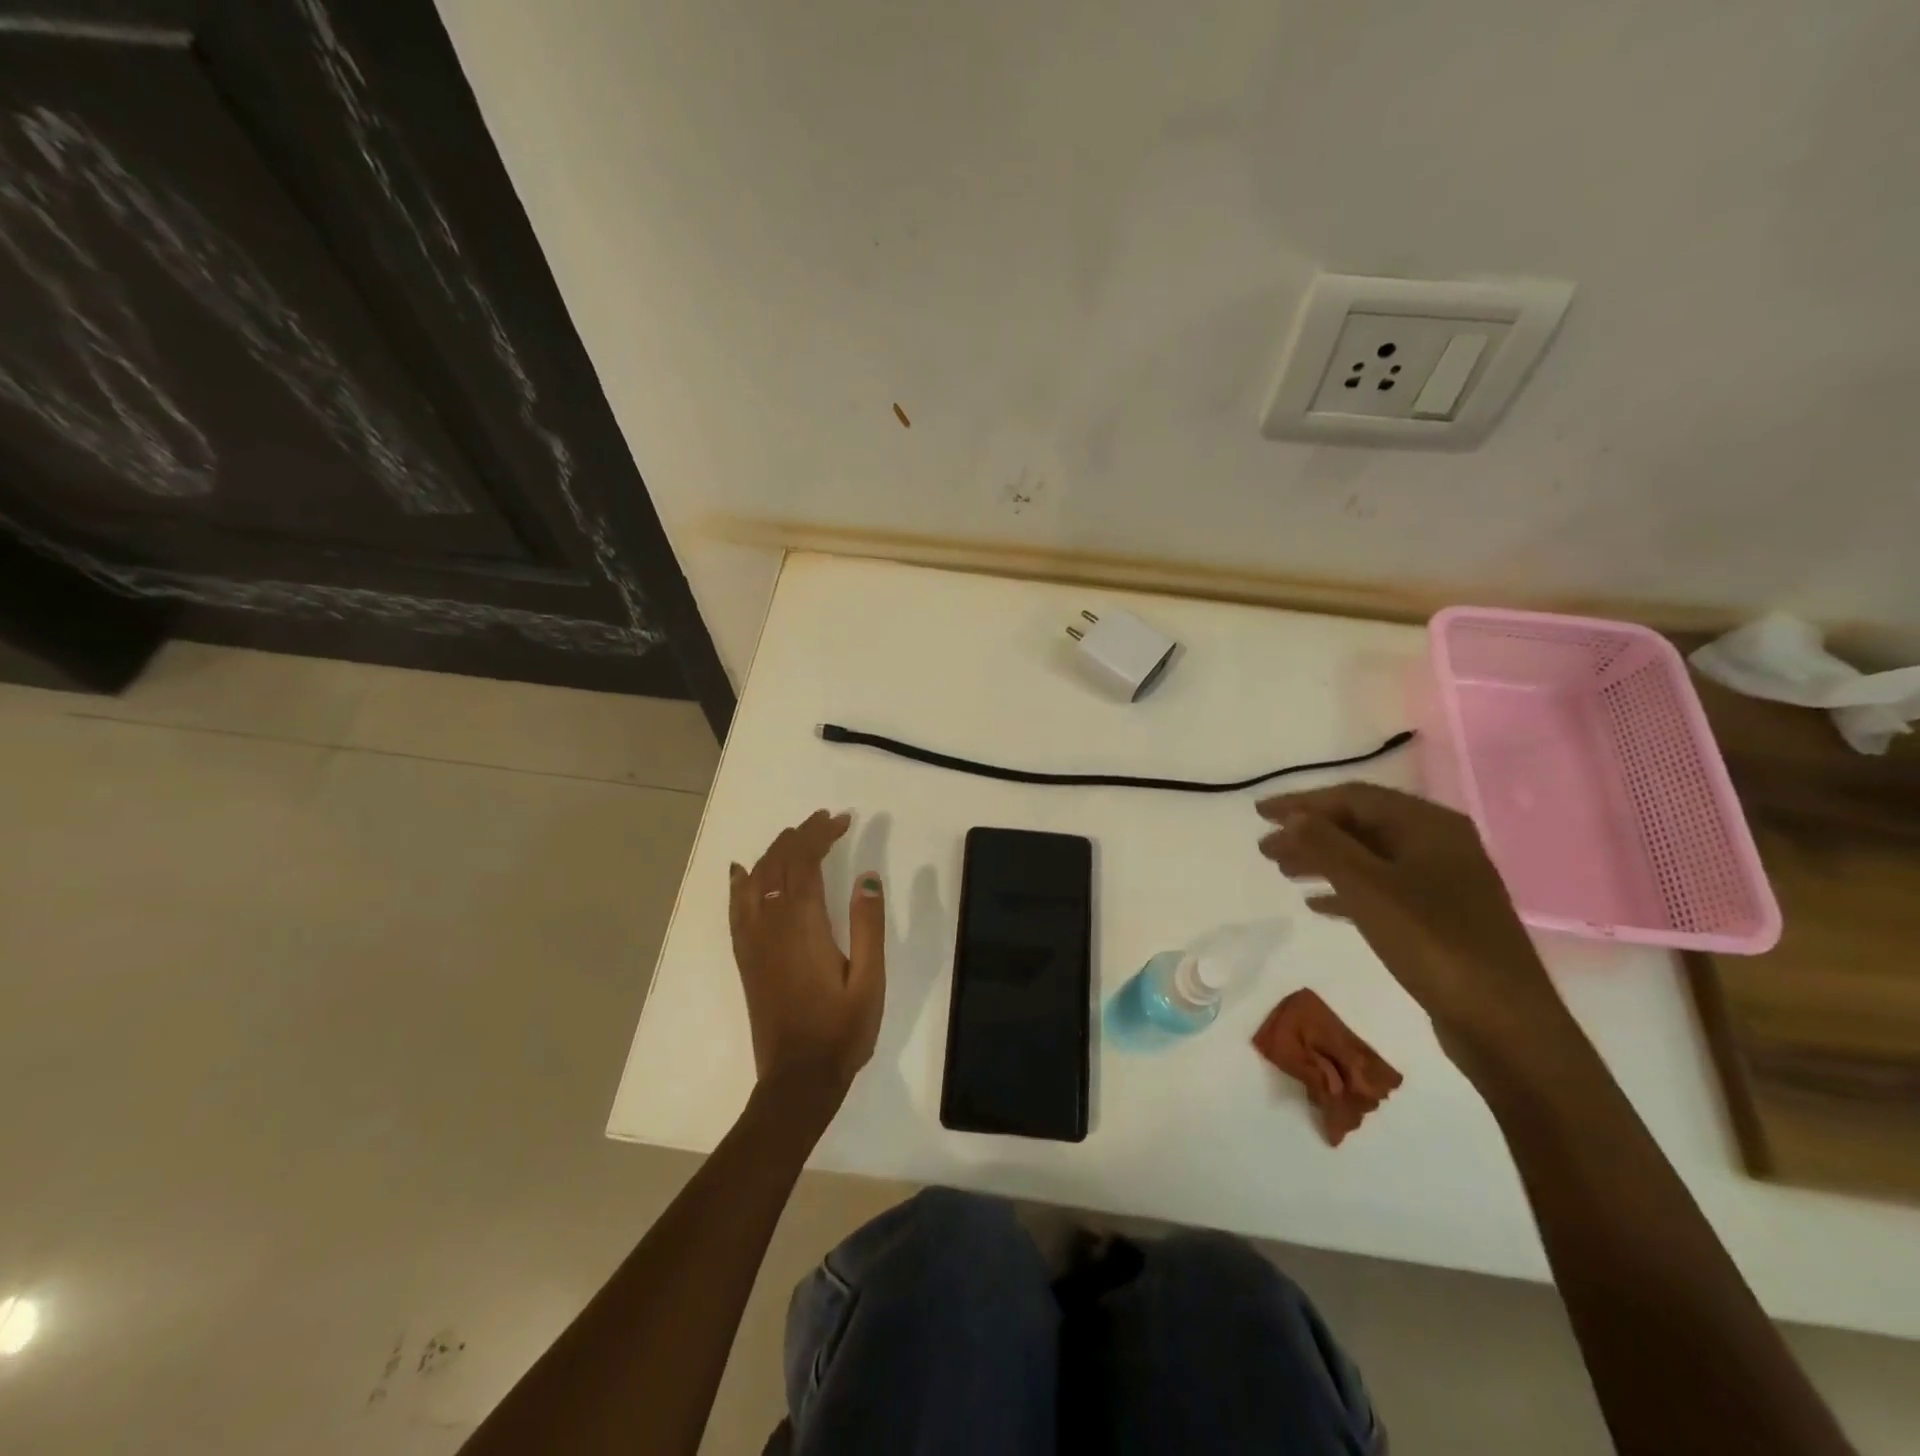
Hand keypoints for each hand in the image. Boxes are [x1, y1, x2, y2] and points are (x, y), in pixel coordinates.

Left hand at [728, 810, 885, 1102]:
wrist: (797, 1080)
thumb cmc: (841, 1031)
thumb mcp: (870, 980)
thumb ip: (868, 925)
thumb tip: (867, 876)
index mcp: (803, 925)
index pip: (806, 862)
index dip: (821, 835)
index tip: (843, 820)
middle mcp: (771, 924)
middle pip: (779, 863)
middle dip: (801, 835)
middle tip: (826, 820)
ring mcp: (753, 941)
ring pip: (756, 879)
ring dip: (775, 851)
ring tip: (795, 836)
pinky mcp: (746, 958)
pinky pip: (736, 908)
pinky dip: (741, 882)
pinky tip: (742, 871)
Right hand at [1256, 782, 1570, 1067]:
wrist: (1504, 1023)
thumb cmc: (1432, 942)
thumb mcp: (1368, 887)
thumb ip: (1325, 845)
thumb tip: (1293, 817)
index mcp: (1428, 825)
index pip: (1353, 797)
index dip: (1302, 802)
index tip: (1260, 814)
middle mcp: (1439, 844)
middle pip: (1361, 825)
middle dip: (1310, 833)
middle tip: (1265, 849)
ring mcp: (1442, 882)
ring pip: (1368, 857)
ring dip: (1323, 860)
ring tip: (1283, 872)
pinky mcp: (1440, 917)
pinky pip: (1381, 889)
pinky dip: (1345, 891)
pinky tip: (1316, 905)